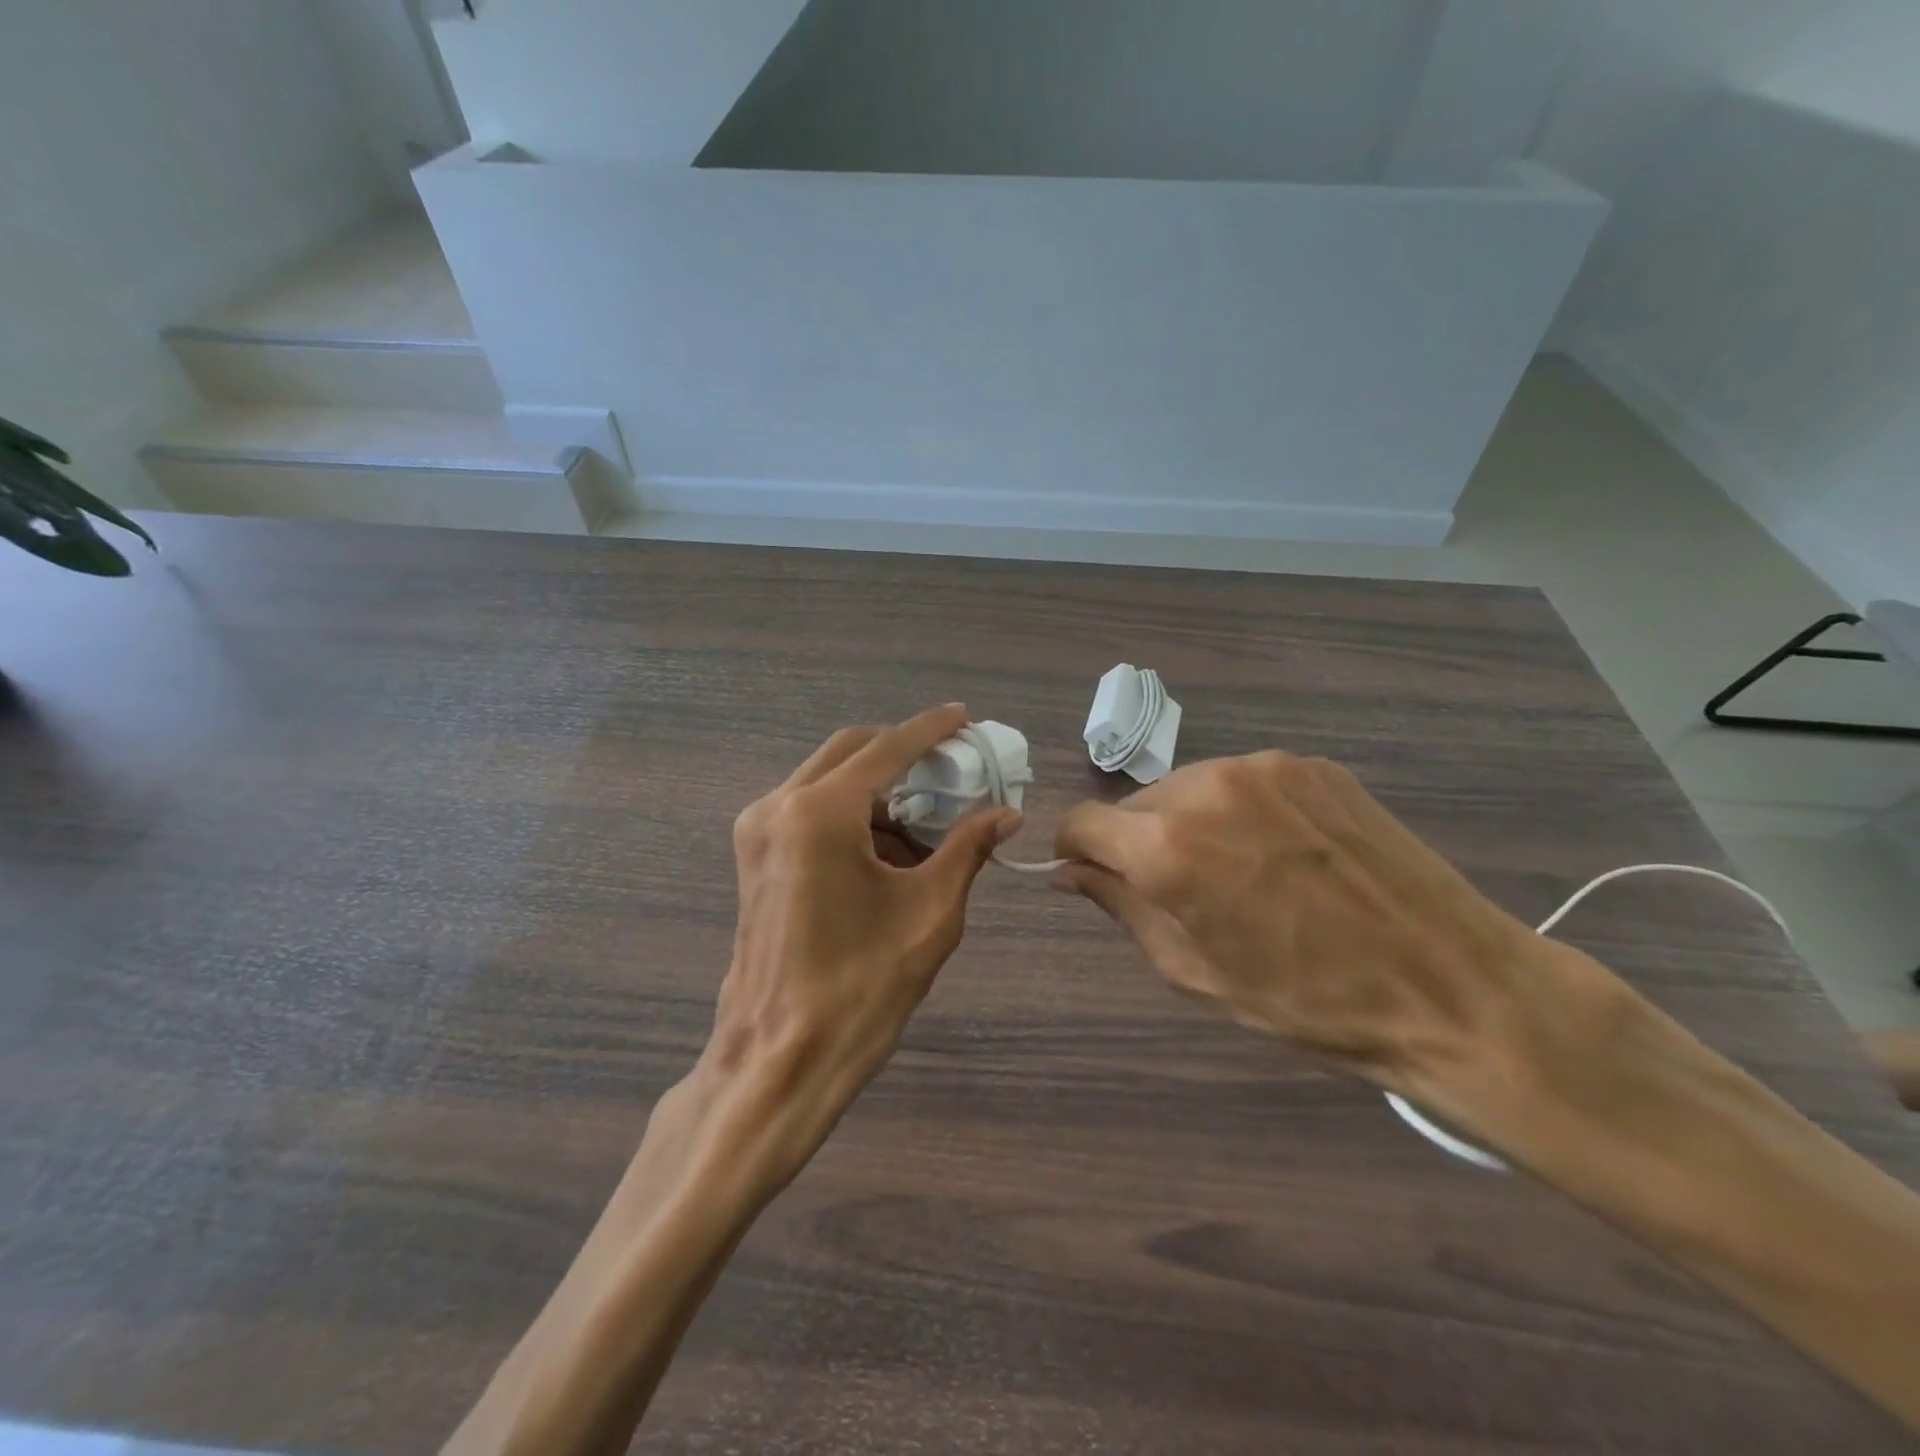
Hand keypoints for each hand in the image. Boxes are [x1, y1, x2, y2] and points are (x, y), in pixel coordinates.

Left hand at [704, 704, 1018, 1185]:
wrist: (780, 1058)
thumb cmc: (861, 987)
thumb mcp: (930, 912)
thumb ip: (967, 848)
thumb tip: (1006, 813)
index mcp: (820, 812)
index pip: (887, 748)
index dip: (930, 729)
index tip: (965, 717)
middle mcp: (779, 805)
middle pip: (851, 751)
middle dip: (902, 754)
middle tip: (951, 770)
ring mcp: (758, 830)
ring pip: (828, 779)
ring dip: (878, 788)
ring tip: (927, 822)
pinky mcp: (754, 856)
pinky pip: (810, 810)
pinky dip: (852, 814)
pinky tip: (888, 850)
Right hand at [1053, 751, 1600, 1092]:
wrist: (1455, 988)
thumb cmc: (1310, 1002)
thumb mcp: (1195, 971)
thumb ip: (1121, 907)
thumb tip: (1070, 871)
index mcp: (1169, 847)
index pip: (1082, 822)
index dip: (1076, 851)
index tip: (1092, 875)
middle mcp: (1207, 787)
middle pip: (1136, 804)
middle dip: (1139, 842)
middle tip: (1182, 892)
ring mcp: (1266, 768)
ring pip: (1189, 788)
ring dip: (1191, 823)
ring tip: (1242, 873)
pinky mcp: (1313, 765)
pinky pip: (1245, 782)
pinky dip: (1242, 811)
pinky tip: (1286, 853)